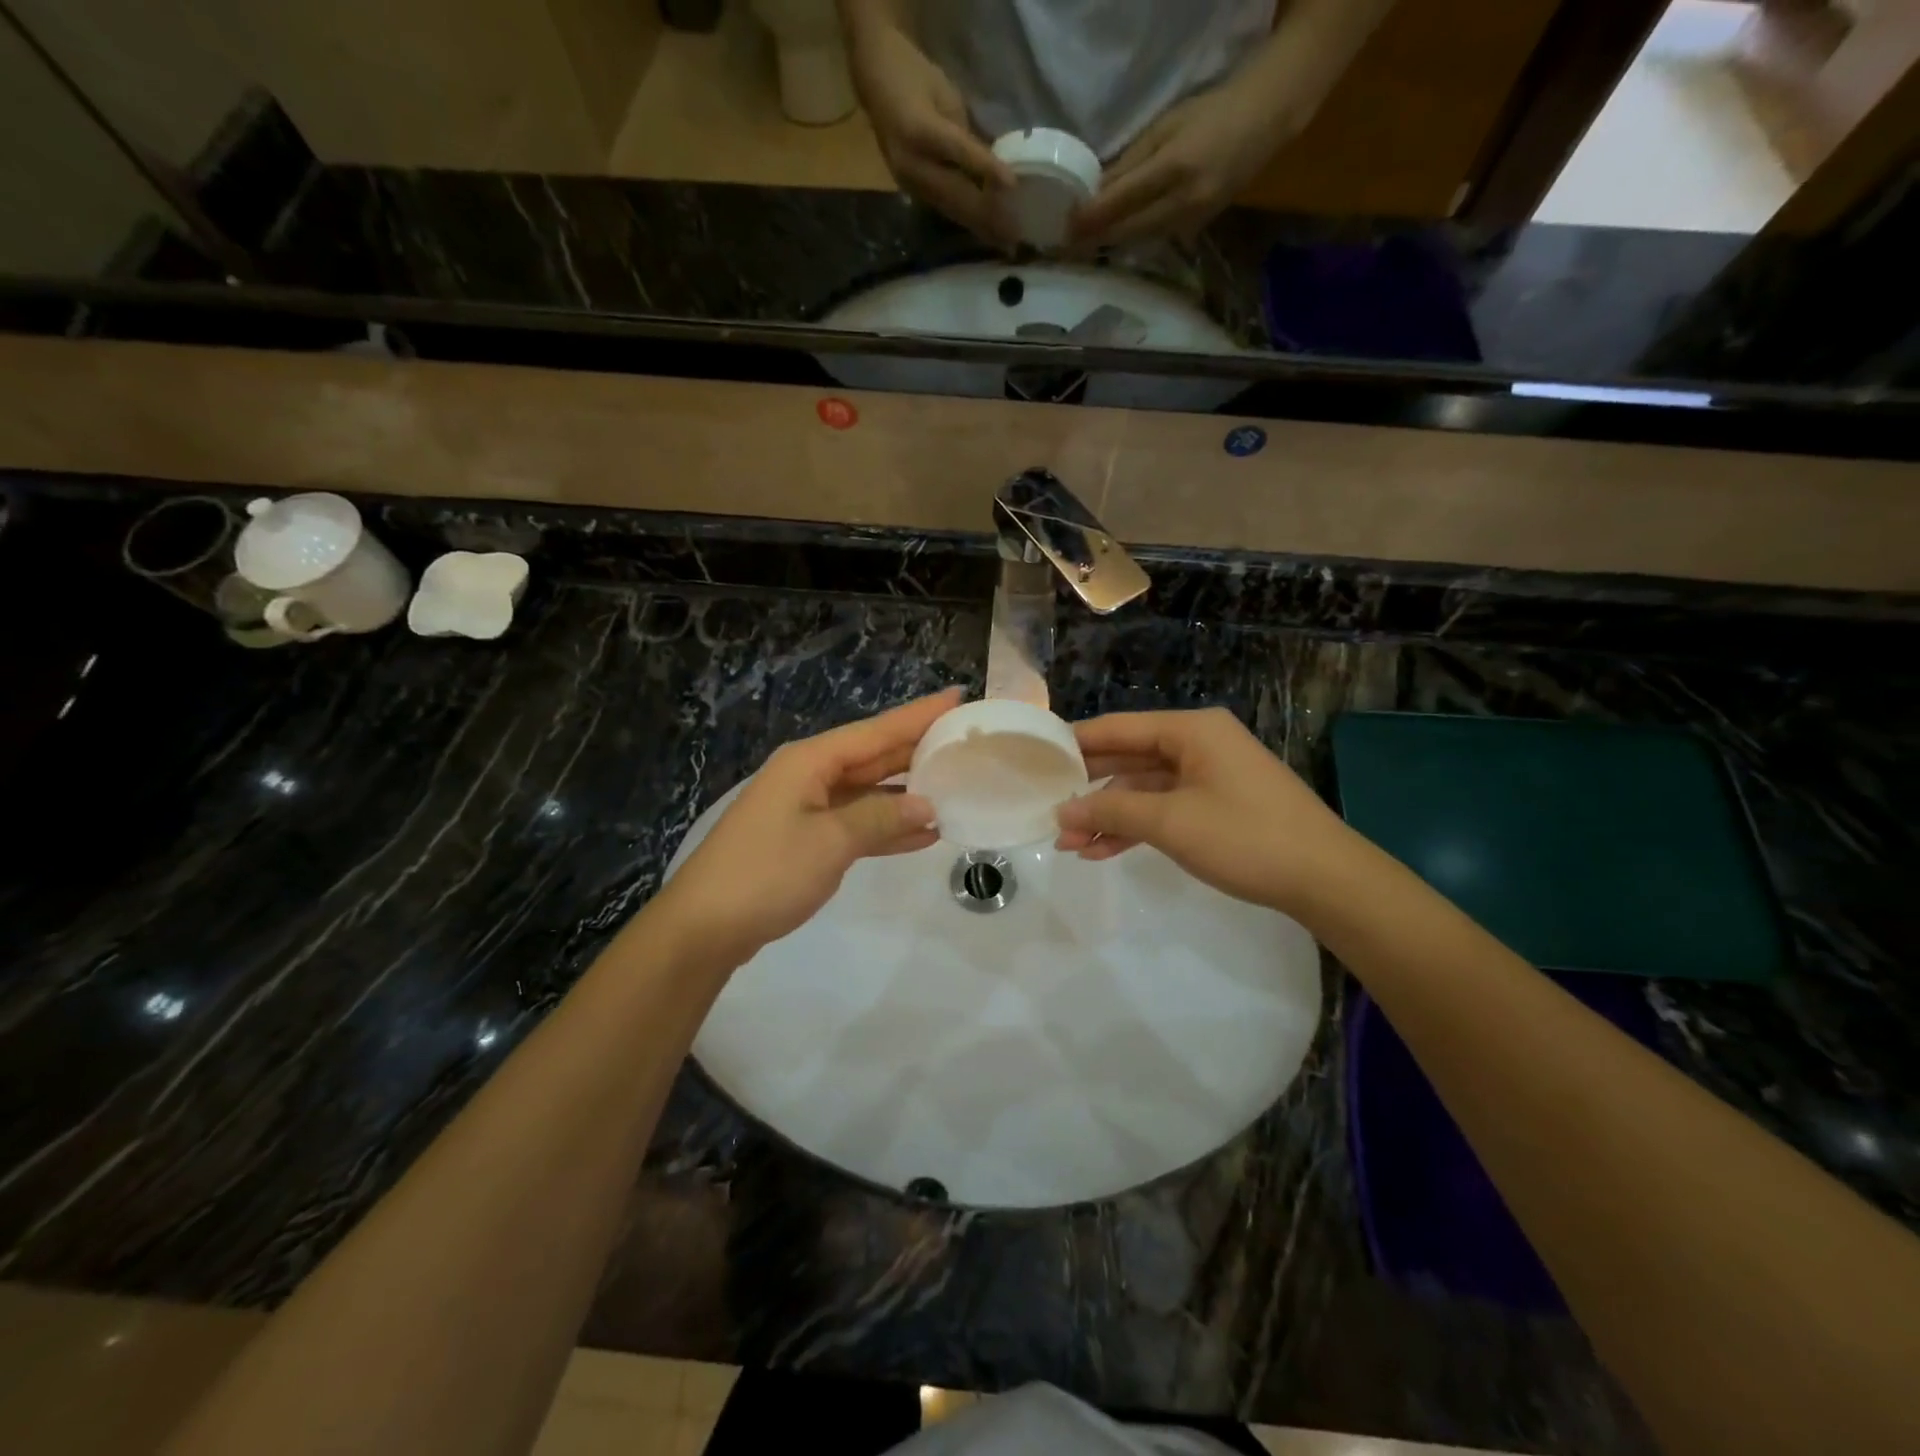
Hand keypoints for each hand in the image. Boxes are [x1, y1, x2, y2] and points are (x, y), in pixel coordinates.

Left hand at [650, 688, 961, 971]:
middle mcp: (810, 775)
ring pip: (869, 791)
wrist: (705, 927)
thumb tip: (928, 806)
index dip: (919, 715)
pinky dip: (887, 827)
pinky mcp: (806, 839)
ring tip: (955, 787)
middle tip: (966, 742)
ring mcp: (807, 808)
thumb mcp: (830, 842)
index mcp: (811, 761)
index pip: (877, 731)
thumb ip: (882, 818)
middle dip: (918, 750)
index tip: (958, 697)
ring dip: (907, 794)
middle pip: (874, 756)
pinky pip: (857, 823)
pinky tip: (924, 834)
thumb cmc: (767, 873)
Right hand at [847, 20, 1015, 245]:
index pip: (959, 152)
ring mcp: (910, 183)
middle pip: (956, 194)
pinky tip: (987, 233)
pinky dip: (968, 221)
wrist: (875, 81)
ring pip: (951, 209)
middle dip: (988, 216)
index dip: (986, 168)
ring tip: (1006, 244)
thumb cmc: (914, 75)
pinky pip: (945, 210)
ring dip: (980, 227)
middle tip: (1016, 236)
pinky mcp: (912, 192)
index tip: (1012, 185)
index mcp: (918, 130)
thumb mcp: (945, 94)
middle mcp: (911, 164)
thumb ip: (965, 133)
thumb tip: (992, 167)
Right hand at [1055, 707, 1356, 915]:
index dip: (1075, 743)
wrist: (1326, 879)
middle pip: (1129, 758)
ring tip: (1069, 845)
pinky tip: (1103, 851)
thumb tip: (1062, 811)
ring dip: (1109, 816)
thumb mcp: (1170, 822)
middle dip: (1089, 790)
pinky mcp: (1217, 805)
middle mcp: (1198, 744)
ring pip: (1144, 789)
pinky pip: (1165, 808)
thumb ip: (1111, 811)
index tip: (1037, 760)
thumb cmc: (1245, 837)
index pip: (1118, 728)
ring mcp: (1209, 776)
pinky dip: (1136, 827)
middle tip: (1048, 811)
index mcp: (1191, 730)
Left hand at [1070, 73, 1287, 248]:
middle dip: (1096, 239)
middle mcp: (1181, 202)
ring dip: (1112, 244)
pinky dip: (1133, 240)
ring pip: (1140, 240)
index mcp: (1173, 169)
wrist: (1263, 122)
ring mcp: (1191, 221)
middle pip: (1127, 230)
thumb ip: (1130, 163)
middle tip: (1067, 245)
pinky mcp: (1196, 230)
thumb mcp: (1164, 127)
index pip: (1121, 202)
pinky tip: (1116, 240)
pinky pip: (1156, 239)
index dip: (1091, 218)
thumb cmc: (1210, 114)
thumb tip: (1094, 191)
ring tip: (1084, 246)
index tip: (1066, 228)